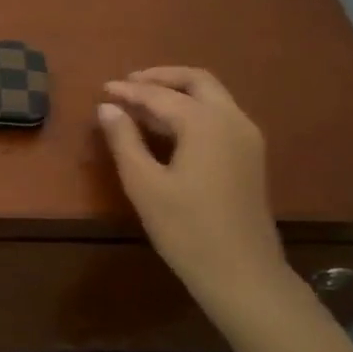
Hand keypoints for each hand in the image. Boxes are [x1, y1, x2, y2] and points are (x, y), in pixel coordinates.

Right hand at [98, 67, 292, 325]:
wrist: (242, 274)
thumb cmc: (186, 229)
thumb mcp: (145, 184)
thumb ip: (124, 140)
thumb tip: (107, 108)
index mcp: (206, 123)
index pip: (160, 95)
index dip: (129, 91)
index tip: (103, 90)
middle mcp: (232, 120)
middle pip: (197, 81)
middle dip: (161, 77)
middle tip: (128, 83)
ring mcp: (247, 138)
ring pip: (212, 97)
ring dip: (178, 92)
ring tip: (142, 102)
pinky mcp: (250, 156)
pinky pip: (219, 116)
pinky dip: (192, 110)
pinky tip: (169, 128)